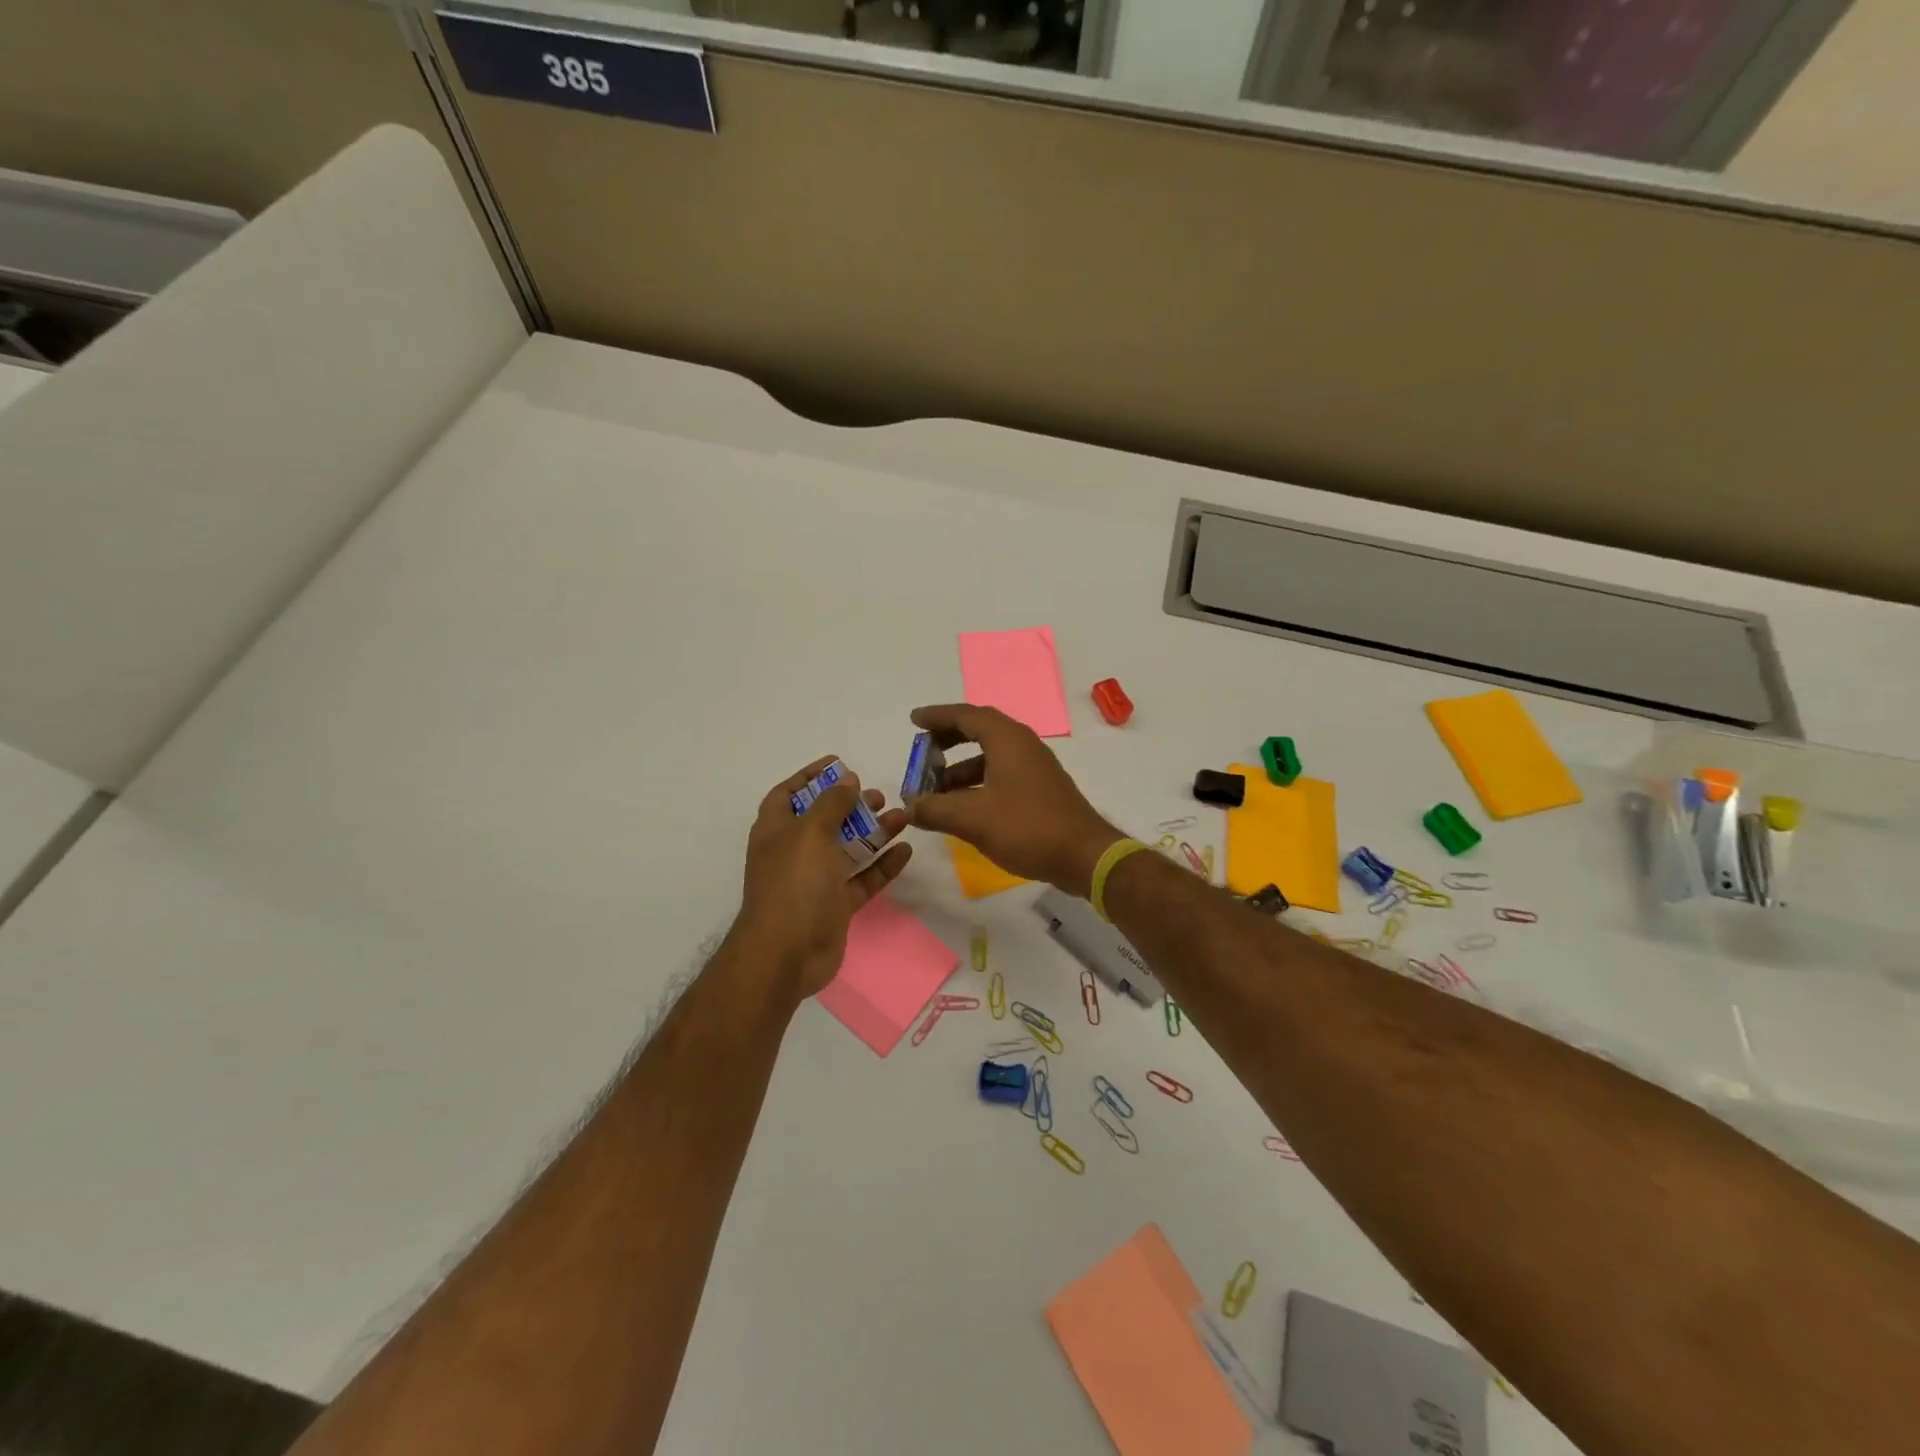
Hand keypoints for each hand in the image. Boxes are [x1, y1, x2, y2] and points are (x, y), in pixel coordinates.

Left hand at [734, 757, 911, 999]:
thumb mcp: (811, 832)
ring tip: (901, 816)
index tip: (839, 763)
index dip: (810, 777)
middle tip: (878, 796)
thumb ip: (832, 803)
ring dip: (873, 832)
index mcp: (776, 830)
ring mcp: (815, 880)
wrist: (787, 953)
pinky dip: (882, 865)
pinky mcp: (835, 905)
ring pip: (848, 848)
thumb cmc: (794, 883)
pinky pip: (862, 879)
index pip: (788, 794)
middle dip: (850, 805)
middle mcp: (794, 852)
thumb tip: (847, 778)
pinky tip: (905, 850)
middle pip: (824, 820)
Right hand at [905, 704, 1121, 897]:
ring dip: (960, 768)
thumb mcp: (973, 819)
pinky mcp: (1040, 789)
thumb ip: (936, 809)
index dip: (937, 716)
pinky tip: (963, 808)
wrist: (1084, 856)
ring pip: (990, 755)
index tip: (913, 721)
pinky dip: (978, 782)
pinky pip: (1001, 773)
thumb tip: (910, 806)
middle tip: (922, 754)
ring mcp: (1034, 767)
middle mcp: (1022, 745)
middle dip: (947, 740)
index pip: (966, 715)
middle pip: (979, 730)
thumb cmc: (1028, 828)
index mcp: (1007, 740)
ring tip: (935, 791)